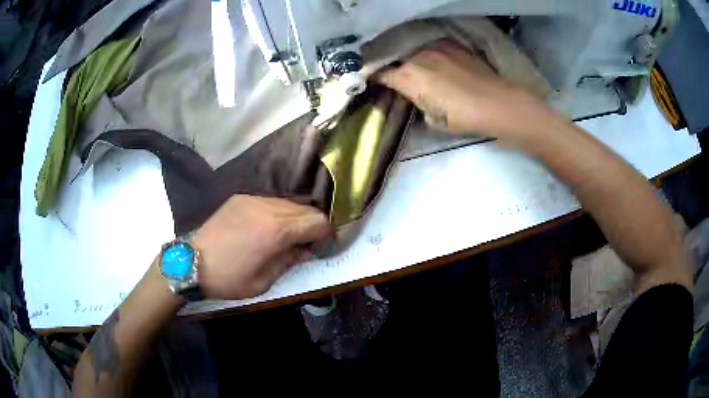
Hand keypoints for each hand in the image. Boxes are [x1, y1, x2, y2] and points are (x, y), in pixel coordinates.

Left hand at [192, 195, 333, 298]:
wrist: (191, 262)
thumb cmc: (229, 278)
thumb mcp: (264, 281)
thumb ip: (290, 260)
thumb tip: (306, 249)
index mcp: (277, 231)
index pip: (318, 222)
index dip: (328, 234)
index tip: (325, 247)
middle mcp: (269, 208)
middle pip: (307, 209)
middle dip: (314, 226)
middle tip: (308, 245)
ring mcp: (254, 199)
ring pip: (289, 203)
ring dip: (296, 219)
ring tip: (287, 237)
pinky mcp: (242, 197)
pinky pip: (271, 201)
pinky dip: (279, 213)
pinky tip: (269, 228)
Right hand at [375, 40, 558, 142]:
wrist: (496, 103)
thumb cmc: (463, 117)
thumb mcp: (433, 119)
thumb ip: (418, 104)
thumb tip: (418, 97)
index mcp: (409, 77)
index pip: (381, 74)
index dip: (374, 78)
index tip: (372, 82)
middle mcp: (417, 57)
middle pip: (397, 60)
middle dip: (394, 68)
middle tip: (399, 78)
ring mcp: (435, 47)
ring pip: (414, 51)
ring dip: (412, 59)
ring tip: (419, 69)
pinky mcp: (452, 45)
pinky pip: (432, 47)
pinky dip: (429, 54)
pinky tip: (436, 62)